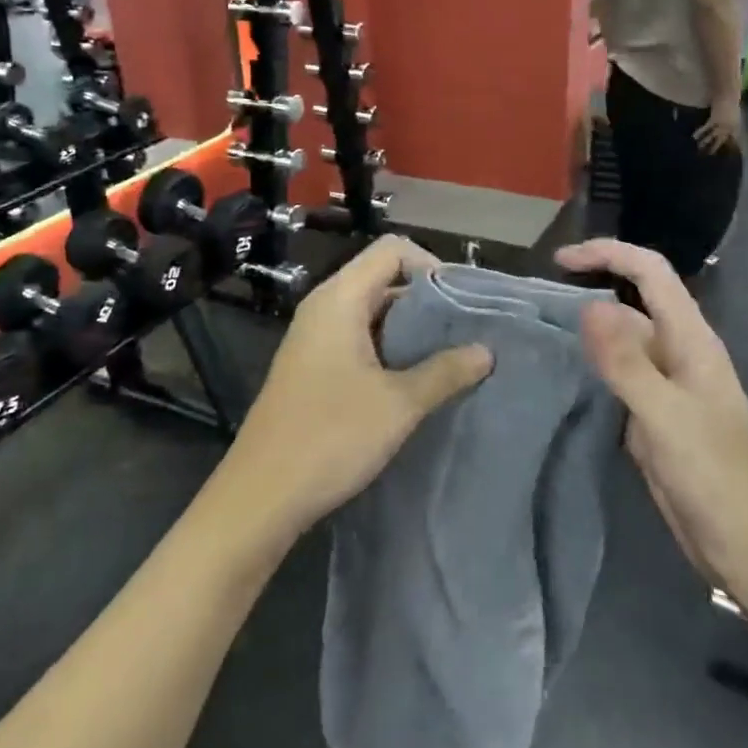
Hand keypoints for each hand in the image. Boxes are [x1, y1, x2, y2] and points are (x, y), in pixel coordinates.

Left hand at [218, 236, 491, 545]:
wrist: (261, 495)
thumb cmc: (330, 438)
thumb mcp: (398, 404)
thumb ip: (445, 372)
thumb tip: (486, 351)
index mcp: (339, 300)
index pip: (392, 251)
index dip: (432, 265)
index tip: (463, 302)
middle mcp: (324, 308)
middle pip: (382, 278)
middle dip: (427, 300)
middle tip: (467, 331)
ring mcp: (315, 339)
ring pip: (372, 312)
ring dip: (410, 329)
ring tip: (451, 356)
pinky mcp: (313, 367)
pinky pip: (359, 339)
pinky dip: (390, 349)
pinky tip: (416, 380)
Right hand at [556, 239, 747, 587]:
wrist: (747, 547)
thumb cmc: (714, 477)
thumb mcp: (664, 416)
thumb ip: (626, 361)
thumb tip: (588, 306)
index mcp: (691, 341)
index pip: (651, 274)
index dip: (608, 254)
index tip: (560, 260)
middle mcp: (679, 354)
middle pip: (635, 303)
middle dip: (592, 288)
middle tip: (539, 300)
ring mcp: (668, 386)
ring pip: (625, 341)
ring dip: (591, 330)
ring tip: (542, 331)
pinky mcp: (656, 416)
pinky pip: (622, 376)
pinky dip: (595, 366)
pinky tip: (567, 375)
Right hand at [694, 96, 741, 154]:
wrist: (728, 95)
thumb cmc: (731, 103)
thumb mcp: (735, 116)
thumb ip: (732, 124)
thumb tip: (727, 131)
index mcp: (735, 128)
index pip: (732, 141)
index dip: (727, 148)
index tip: (722, 155)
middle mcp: (729, 128)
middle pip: (721, 141)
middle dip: (714, 149)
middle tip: (708, 155)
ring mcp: (721, 125)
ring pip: (712, 137)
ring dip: (705, 143)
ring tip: (698, 148)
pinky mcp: (714, 120)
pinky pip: (706, 128)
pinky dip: (700, 132)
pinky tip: (693, 137)